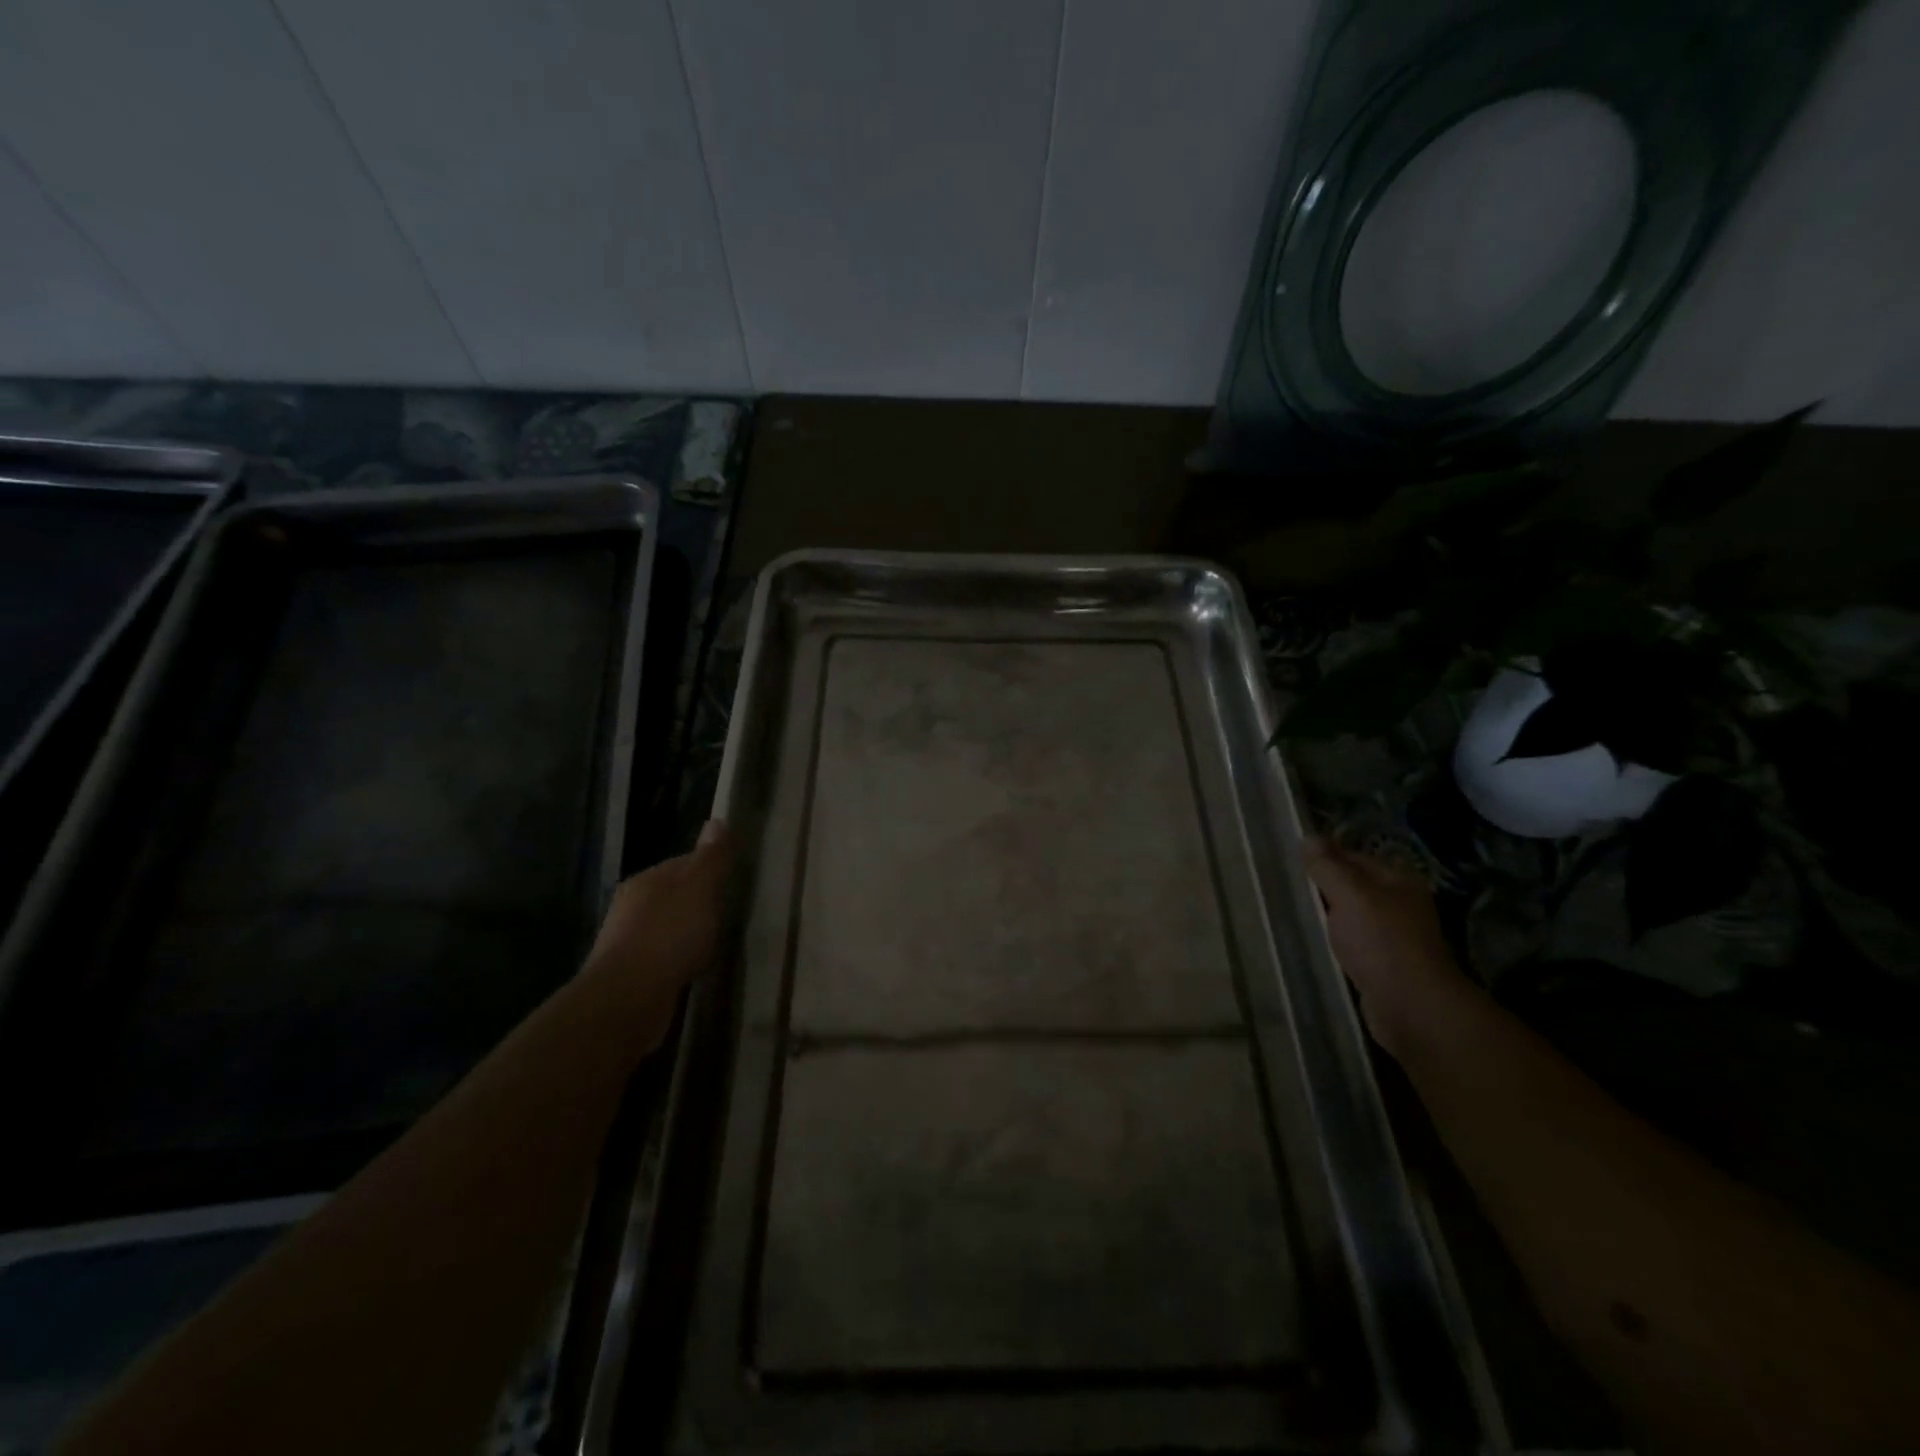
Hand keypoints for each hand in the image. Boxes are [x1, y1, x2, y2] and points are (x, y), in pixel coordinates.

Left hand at [584, 820, 732, 1015]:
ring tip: (713, 942)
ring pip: (665, 926)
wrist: (629, 998)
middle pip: (672, 895)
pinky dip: (677, 958)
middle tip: (727, 912)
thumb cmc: (669, 934)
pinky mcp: (629, 974)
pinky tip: (692, 967)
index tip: (732, 880)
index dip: (709, 868)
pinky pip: (661, 956)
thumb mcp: (700, 888)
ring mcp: (626, 941)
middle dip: (697, 902)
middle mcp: (630, 905)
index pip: (683, 863)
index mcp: (646, 879)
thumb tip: (717, 820)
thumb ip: (711, 858)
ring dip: (686, 932)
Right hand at [1303, 839, 1465, 1057]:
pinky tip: (1313, 942)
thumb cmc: (1381, 942)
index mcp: (1398, 880)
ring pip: (1350, 916)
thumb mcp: (1350, 895)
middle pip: (1352, 886)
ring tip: (1292, 912)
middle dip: (1322, 887)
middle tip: (1284, 886)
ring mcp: (1393, 936)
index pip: (1353, 856)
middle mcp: (1399, 904)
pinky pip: (1351, 943)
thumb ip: (1328, 866)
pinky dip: (1334, 942)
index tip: (1289, 861)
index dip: (1323, 857)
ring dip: (1327, 916)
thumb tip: (1308, 836)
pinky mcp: (1383, 965)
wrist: (1411, 1008)